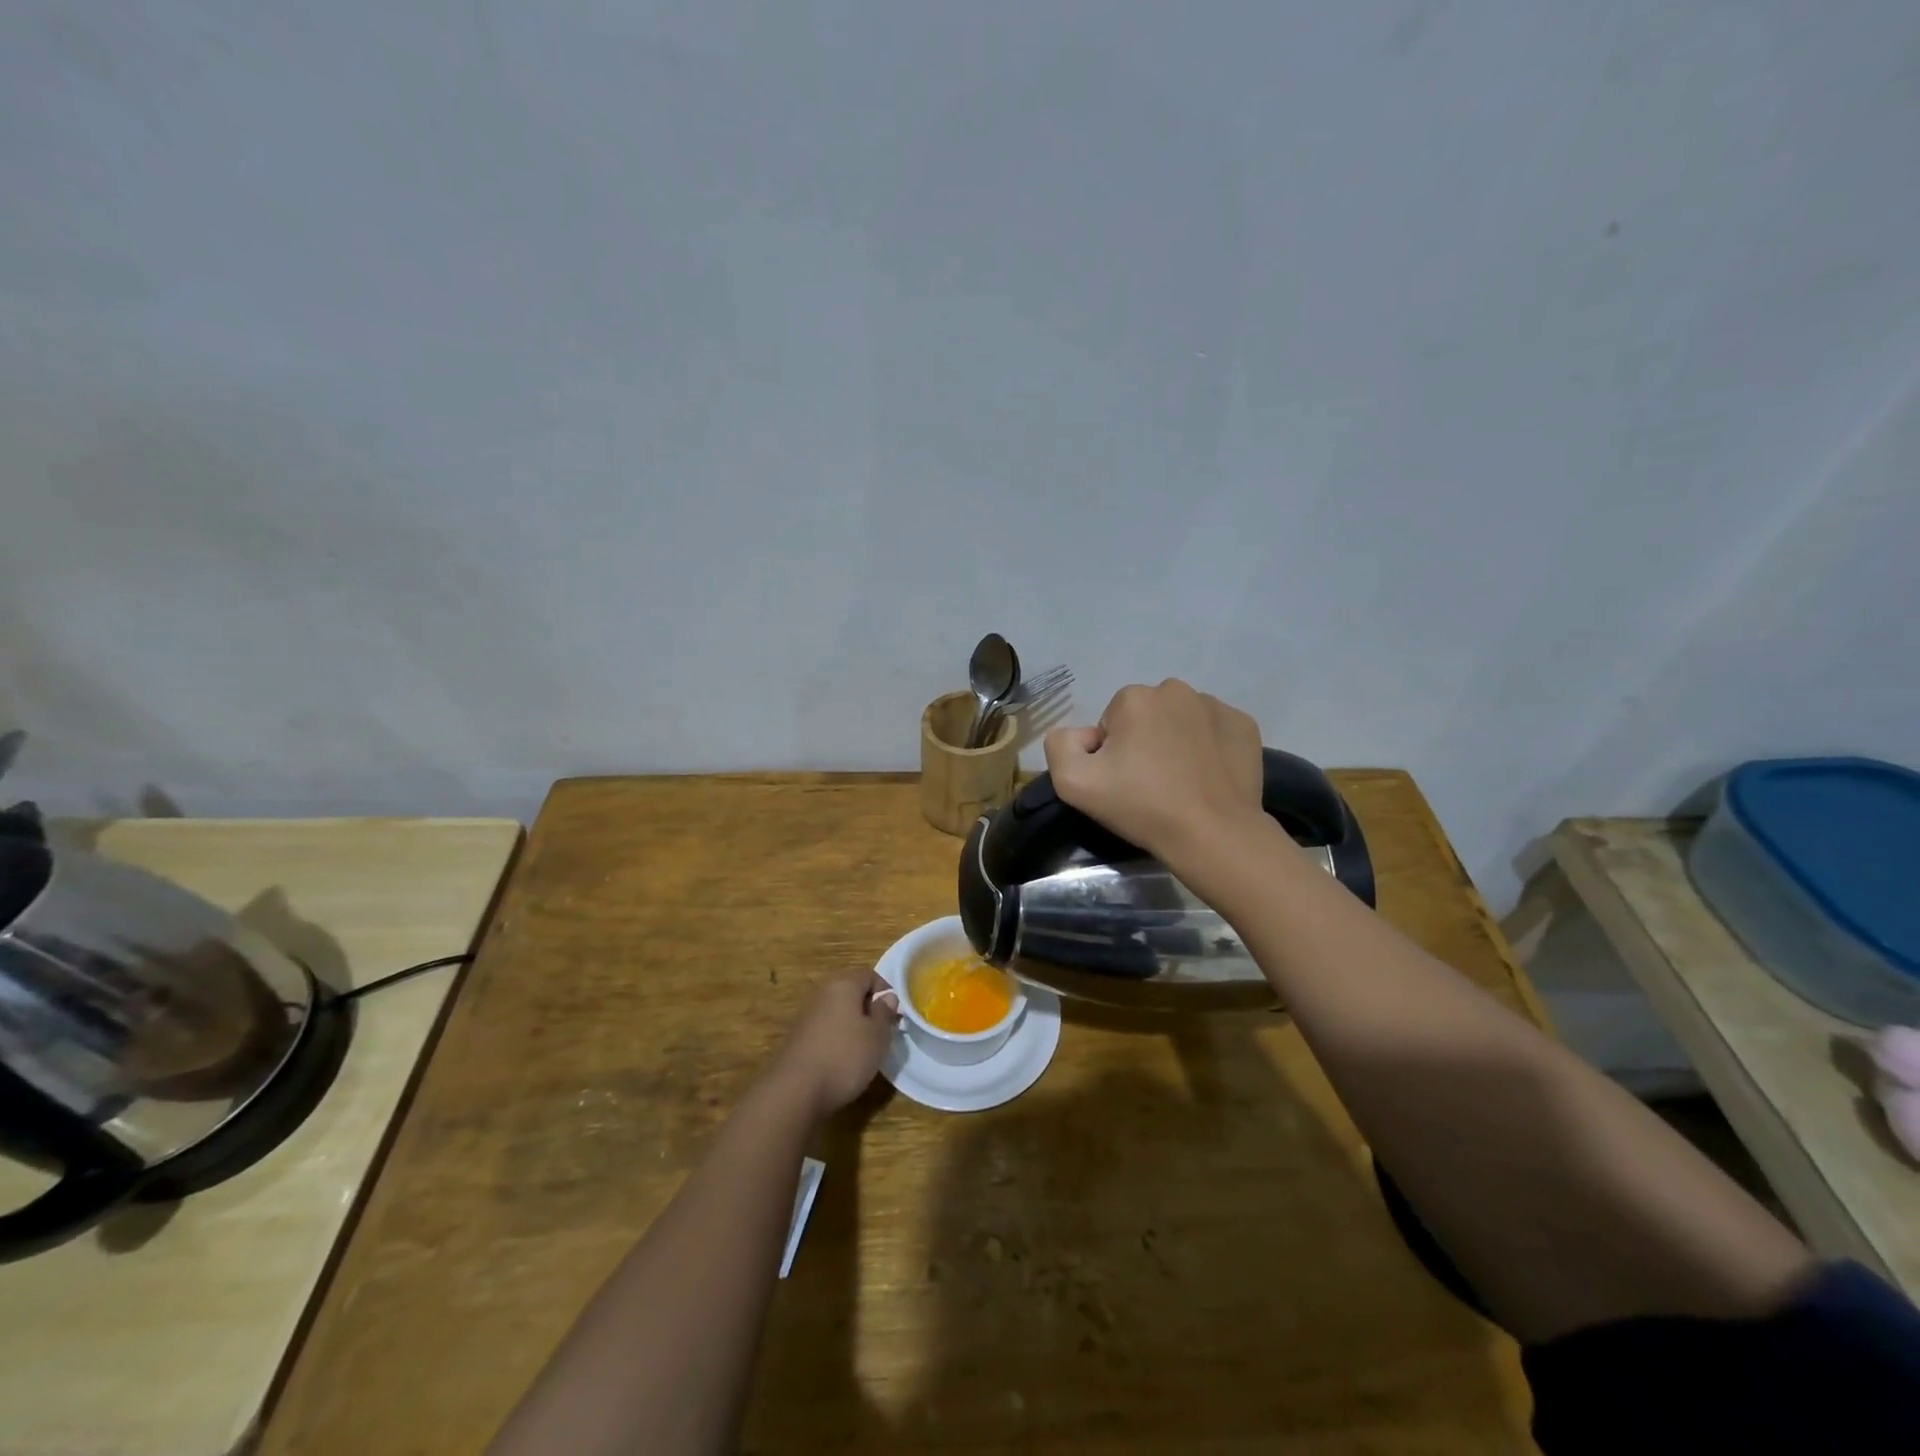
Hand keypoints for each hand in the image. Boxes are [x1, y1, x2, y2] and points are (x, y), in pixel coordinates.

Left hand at [769, 969, 900, 1118]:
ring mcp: (807, 1015)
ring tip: (863, 1048)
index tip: (894, 1015)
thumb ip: (884, 1013)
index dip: (885, 991)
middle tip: (881, 1031)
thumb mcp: (878, 1036)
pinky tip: (841, 1060)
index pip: (869, 975)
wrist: (795, 1091)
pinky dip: (836, 1038)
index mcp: (843, 984)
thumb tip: (887, 997)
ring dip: (852, 1024)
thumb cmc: (845, 1057)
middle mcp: (822, 993)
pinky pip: (824, 1028)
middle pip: (851, 991)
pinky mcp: (797, 1037)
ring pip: (837, 1010)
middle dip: (868, 1007)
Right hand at [1043, 679, 1264, 860]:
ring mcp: (1216, 706)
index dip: (1111, 754)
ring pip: (1181, 720)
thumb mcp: (1073, 783)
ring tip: (1181, 783)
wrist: (1213, 834)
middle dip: (1144, 742)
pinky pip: (1214, 730)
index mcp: (1134, 698)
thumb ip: (1060, 745)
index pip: (1111, 723)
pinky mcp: (1244, 725)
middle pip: (1146, 716)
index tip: (1123, 782)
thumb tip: (1083, 736)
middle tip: (1150, 784)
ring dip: (1176, 742)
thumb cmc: (1142, 806)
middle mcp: (1176, 690)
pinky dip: (1208, 747)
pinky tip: (1207, 777)